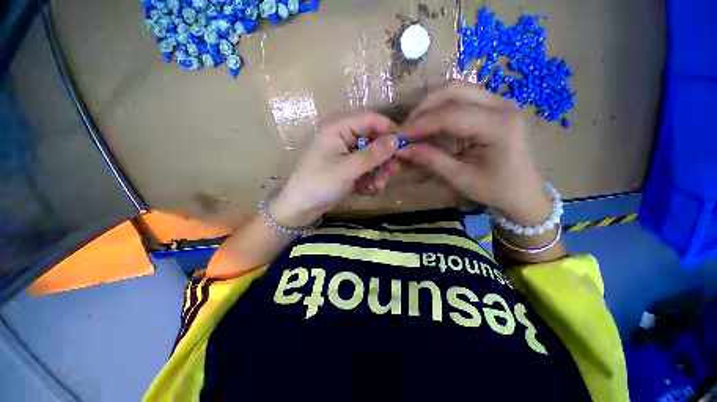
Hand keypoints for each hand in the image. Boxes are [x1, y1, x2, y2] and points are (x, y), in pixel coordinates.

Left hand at [270, 113, 400, 226]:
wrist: (301, 207)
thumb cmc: (319, 184)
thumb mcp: (347, 169)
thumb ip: (372, 154)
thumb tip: (396, 140)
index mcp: (338, 129)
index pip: (369, 120)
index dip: (387, 129)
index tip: (402, 145)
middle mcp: (343, 138)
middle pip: (373, 138)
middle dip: (384, 155)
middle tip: (393, 170)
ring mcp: (346, 154)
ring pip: (372, 155)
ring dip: (380, 169)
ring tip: (380, 184)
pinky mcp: (348, 168)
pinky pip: (366, 167)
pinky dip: (372, 176)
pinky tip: (372, 187)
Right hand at [397, 80, 550, 224]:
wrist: (524, 192)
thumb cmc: (495, 189)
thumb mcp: (460, 177)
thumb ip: (431, 159)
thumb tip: (402, 149)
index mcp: (498, 126)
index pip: (450, 115)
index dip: (420, 124)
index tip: (399, 135)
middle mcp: (502, 105)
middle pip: (454, 90)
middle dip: (424, 108)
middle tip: (406, 127)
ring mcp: (500, 101)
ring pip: (458, 88)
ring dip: (431, 103)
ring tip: (415, 124)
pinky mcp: (495, 106)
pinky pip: (463, 95)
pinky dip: (442, 105)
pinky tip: (431, 120)